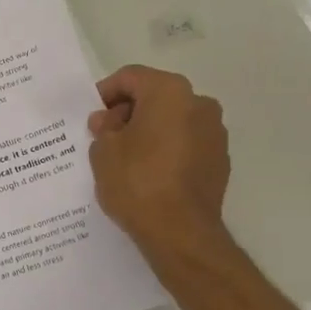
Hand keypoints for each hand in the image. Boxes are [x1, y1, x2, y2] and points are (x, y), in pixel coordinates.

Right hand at [87, 66, 230, 257]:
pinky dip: (166, 150)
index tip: (91, 116)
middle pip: (155, 96)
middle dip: (128, 112)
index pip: (131, 77)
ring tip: (125, 158)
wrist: (180, 232)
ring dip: (148, 131)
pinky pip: (186, 144)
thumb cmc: (137, 182)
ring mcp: (214, 133)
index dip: (105, 93)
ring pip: (172, 121)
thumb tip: (109, 121)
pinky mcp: (219, 161)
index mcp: (169, 92)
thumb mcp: (103, 151)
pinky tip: (148, 174)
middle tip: (104, 137)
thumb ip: (103, 128)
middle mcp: (199, 104)